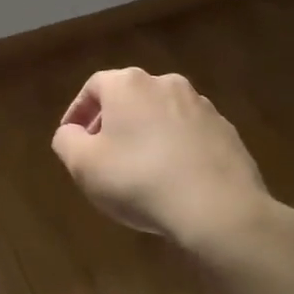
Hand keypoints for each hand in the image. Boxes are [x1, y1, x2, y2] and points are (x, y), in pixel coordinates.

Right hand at [51, 68, 293, 254]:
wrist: (218, 208)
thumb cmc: (139, 179)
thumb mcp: (84, 165)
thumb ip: (67, 142)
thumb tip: (71, 133)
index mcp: (129, 84)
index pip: (95, 87)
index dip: (78, 111)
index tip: (72, 138)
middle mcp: (167, 84)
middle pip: (130, 98)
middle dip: (113, 123)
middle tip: (102, 154)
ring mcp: (202, 107)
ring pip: (162, 115)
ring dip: (146, 135)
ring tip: (138, 169)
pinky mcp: (227, 132)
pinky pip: (190, 135)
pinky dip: (175, 149)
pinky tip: (172, 179)